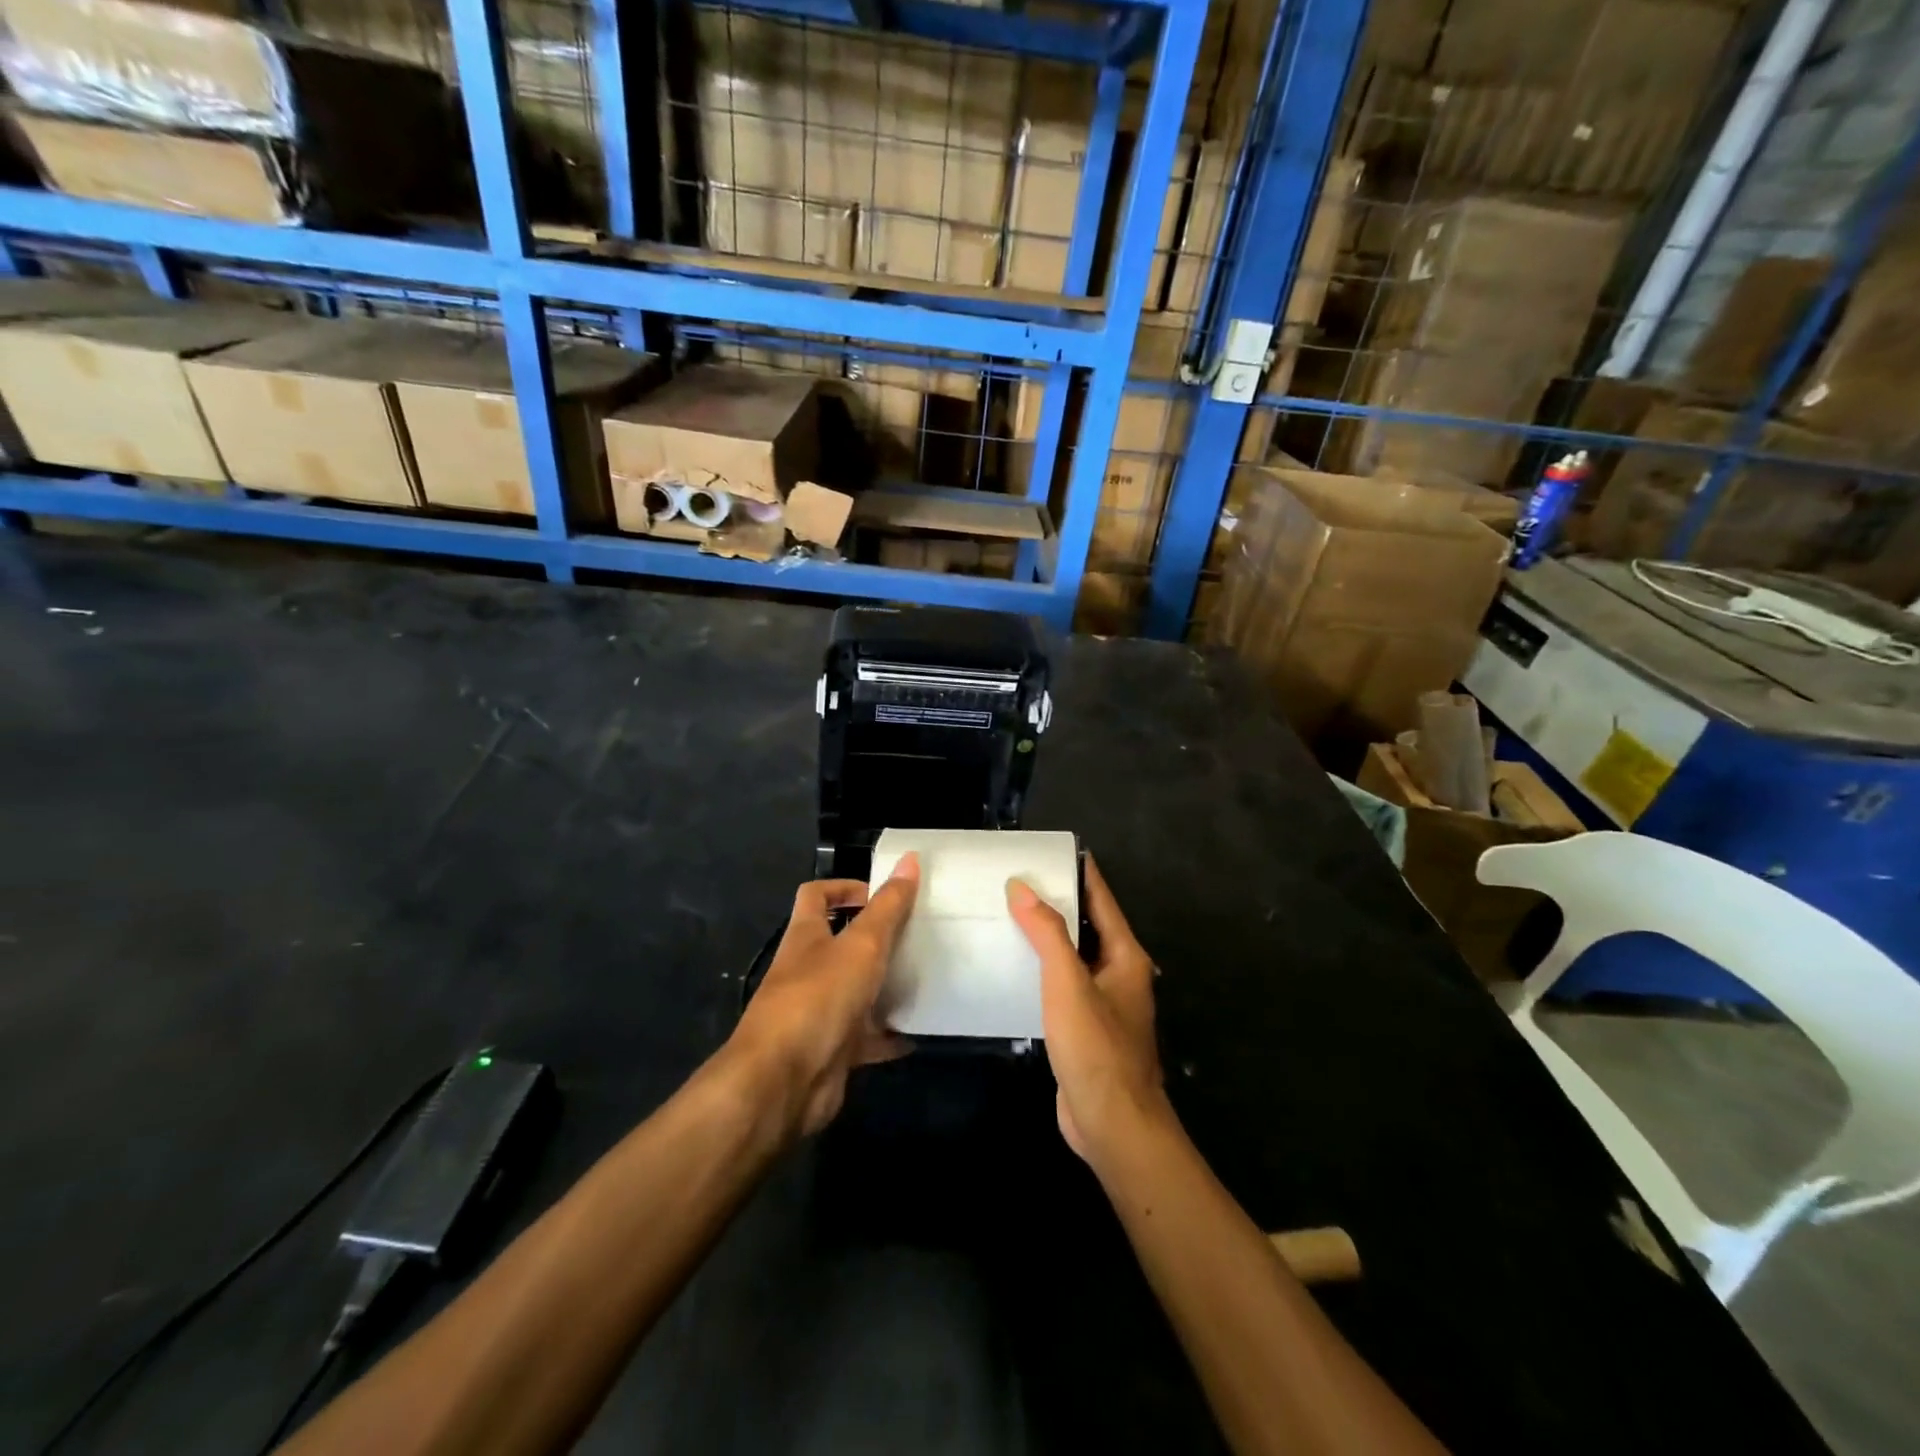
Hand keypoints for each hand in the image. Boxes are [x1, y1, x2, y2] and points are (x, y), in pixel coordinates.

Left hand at [729, 854, 919, 1136]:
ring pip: (857, 991)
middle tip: (919, 935)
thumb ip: (888, 906)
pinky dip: (890, 1036)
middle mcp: (808, 970)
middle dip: (877, 939)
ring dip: (886, 986)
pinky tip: (920, 1031)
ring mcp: (819, 1012)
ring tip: (927, 977)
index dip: (844, 887)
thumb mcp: (861, 944)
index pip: (816, 896)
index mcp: (806, 937)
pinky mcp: (832, 1050)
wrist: (784, 1082)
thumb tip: (910, 858)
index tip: (882, 894)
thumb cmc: (819, 997)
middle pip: (841, 944)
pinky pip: (866, 1037)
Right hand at [1006, 856, 1169, 1165]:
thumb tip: (1022, 887)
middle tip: (1016, 880)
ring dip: (1047, 937)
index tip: (1049, 850)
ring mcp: (1104, 1003)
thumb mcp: (1068, 983)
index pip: (1101, 899)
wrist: (1113, 1125)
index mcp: (1125, 956)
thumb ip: (1047, 933)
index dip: (1080, 872)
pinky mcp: (1086, 1028)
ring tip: (1008, 915)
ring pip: (1073, 956)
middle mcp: (1119, 973)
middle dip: (1057, 902)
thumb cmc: (1096, 1048)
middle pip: (1087, 925)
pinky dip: (1042, 970)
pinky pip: (1063, 985)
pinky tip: (1013, 966)